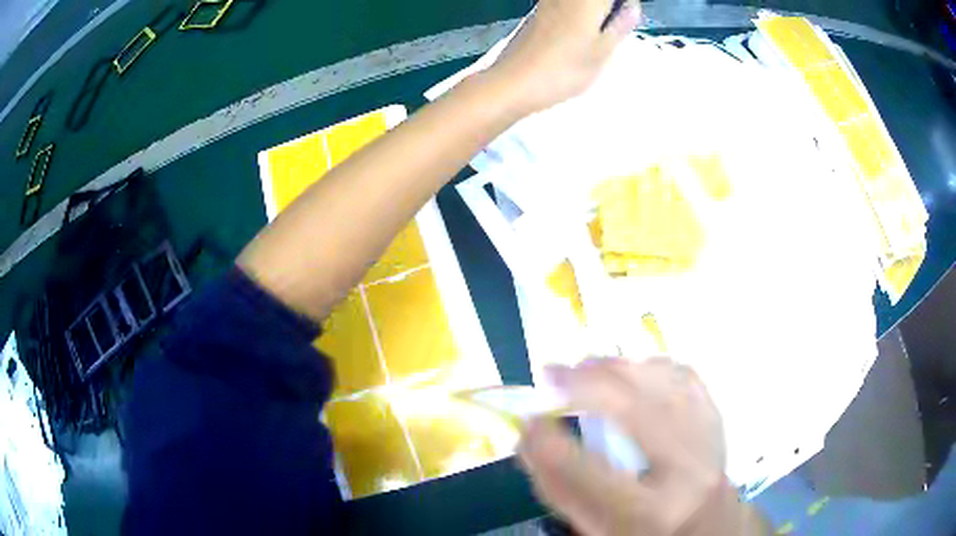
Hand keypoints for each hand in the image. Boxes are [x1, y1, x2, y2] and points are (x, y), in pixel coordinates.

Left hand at [486, 0, 641, 115]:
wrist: (513, 82)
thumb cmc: (564, 70)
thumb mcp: (602, 51)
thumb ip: (620, 24)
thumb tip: (632, 5)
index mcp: (587, 0)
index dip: (623, 5)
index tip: (627, 18)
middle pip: (597, 0)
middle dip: (610, 8)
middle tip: (617, 26)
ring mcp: (548, 2)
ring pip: (581, 3)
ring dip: (596, 12)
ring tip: (601, 32)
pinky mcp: (536, 12)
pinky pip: (565, 5)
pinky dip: (579, 13)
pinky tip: (580, 33)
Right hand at [518, 358, 763, 535]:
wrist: (705, 522)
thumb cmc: (642, 528)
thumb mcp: (596, 526)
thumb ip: (559, 488)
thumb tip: (527, 438)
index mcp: (649, 512)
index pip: (591, 476)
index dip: (550, 445)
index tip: (528, 422)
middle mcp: (686, 472)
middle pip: (636, 412)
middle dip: (587, 384)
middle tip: (552, 372)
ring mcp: (707, 438)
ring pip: (662, 382)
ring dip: (616, 367)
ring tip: (585, 365)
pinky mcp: (716, 416)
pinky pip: (683, 374)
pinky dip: (650, 365)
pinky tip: (629, 371)